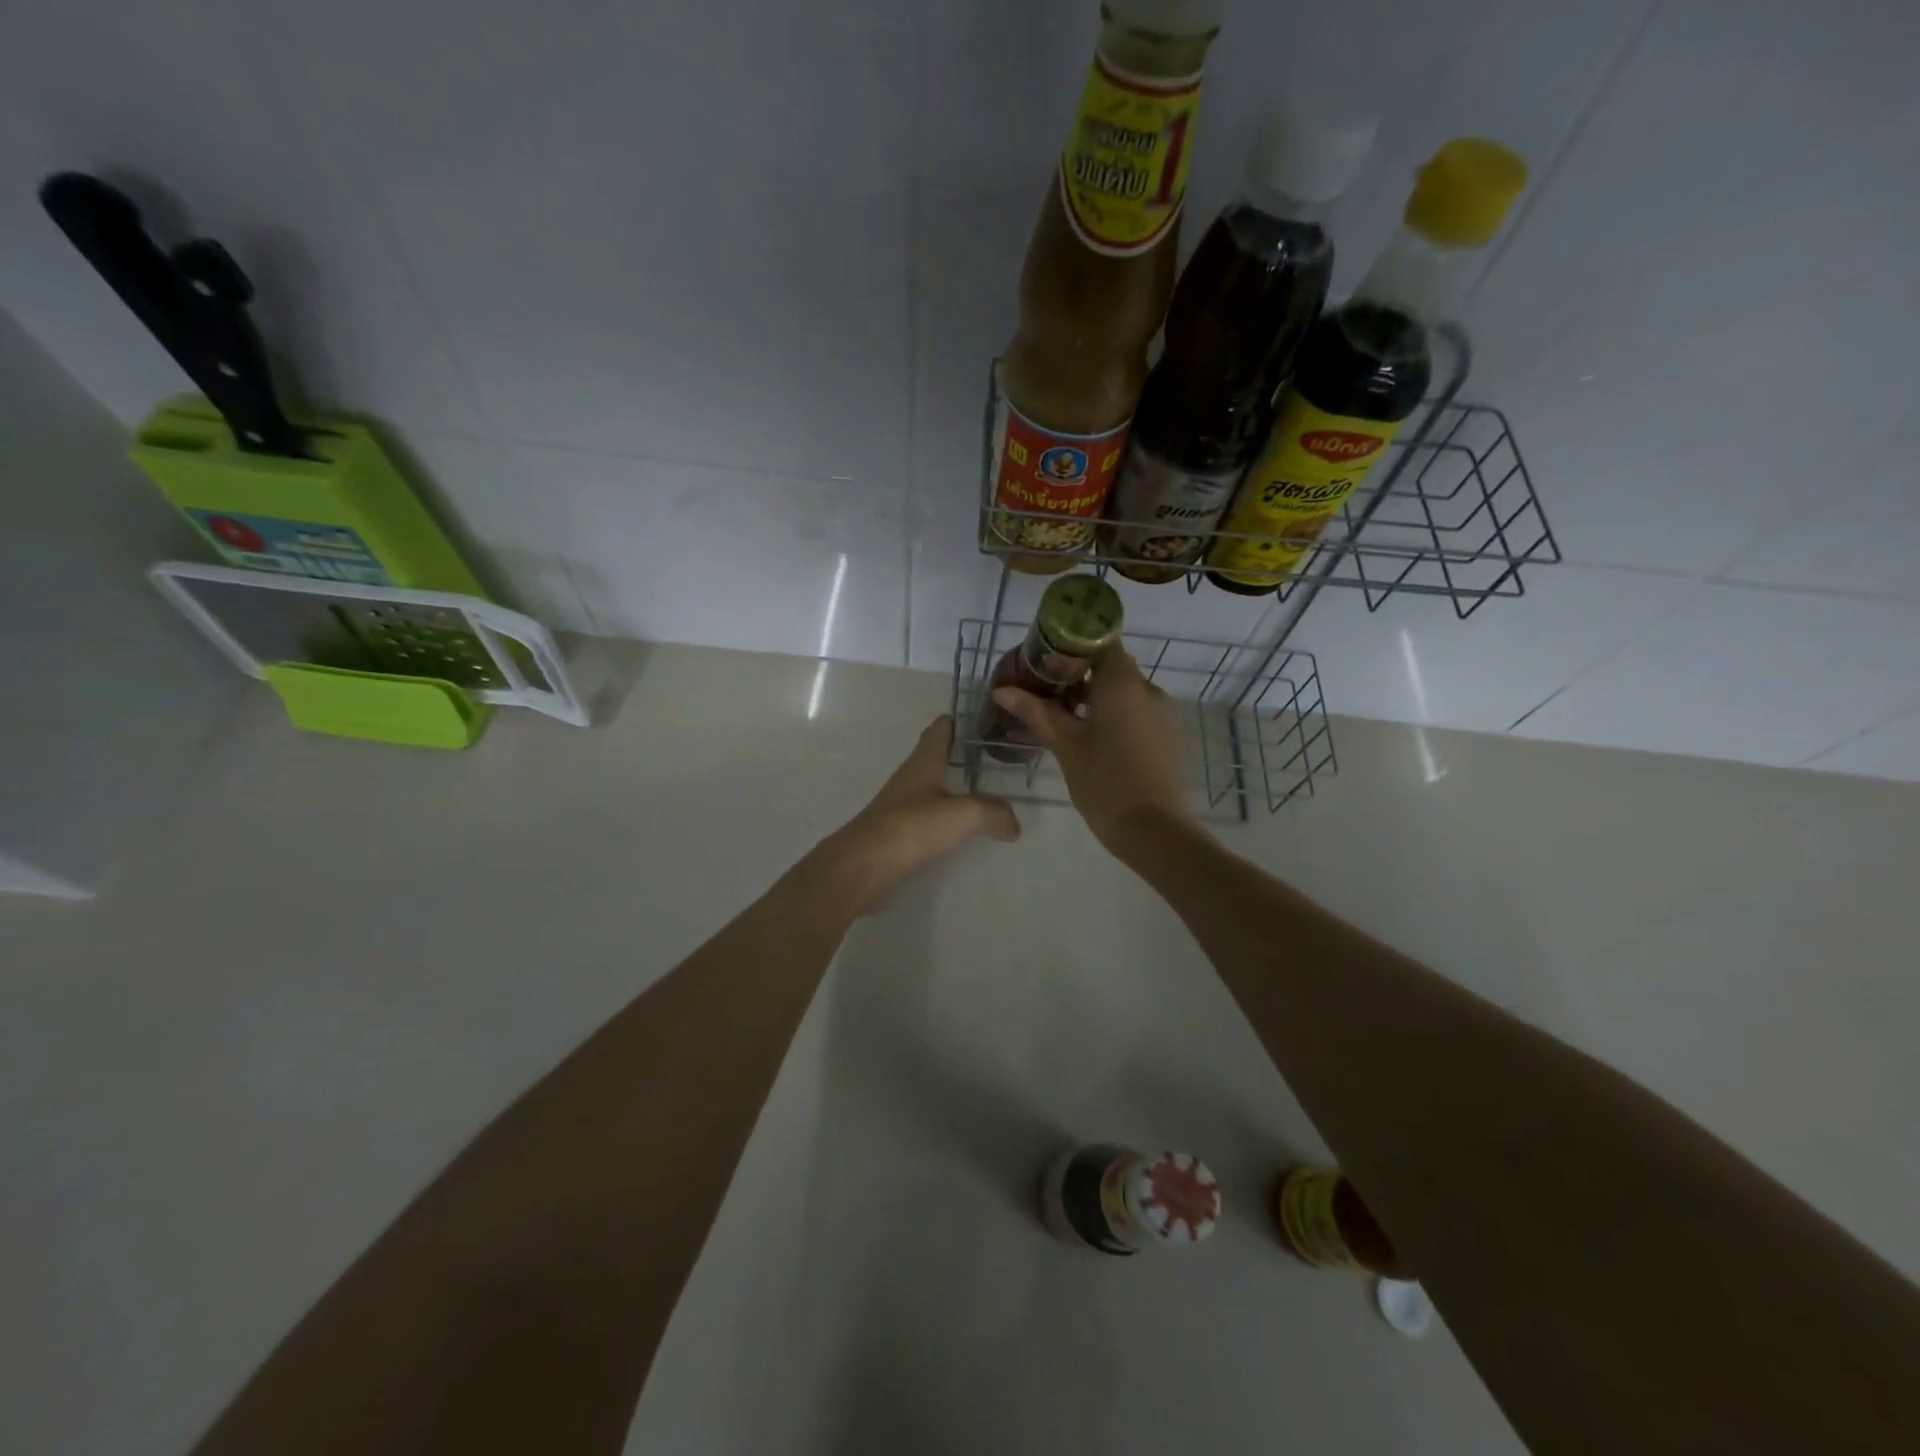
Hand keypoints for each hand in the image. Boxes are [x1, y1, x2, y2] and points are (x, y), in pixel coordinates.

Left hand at [814, 715, 1020, 914]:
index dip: (958, 721)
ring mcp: (901, 808)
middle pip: (936, 758)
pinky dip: (947, 819)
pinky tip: (963, 830)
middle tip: (994, 756)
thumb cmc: (911, 827)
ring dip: (954, 788)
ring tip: (986, 793)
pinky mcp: (898, 835)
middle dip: (961, 754)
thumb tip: (1013, 825)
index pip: (940, 730)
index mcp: (923, 763)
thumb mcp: (963, 814)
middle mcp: (911, 780)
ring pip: (932, 789)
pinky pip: (928, 819)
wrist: (863, 867)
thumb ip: (993, 813)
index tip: (982, 717)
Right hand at [990, 649, 1192, 851]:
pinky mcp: (1168, 737)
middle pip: (1110, 669)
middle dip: (1077, 678)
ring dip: (1094, 701)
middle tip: (1044, 696)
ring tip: (1062, 723)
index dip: (1071, 648)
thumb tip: (1001, 690)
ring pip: (1123, 694)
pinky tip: (1090, 742)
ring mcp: (1163, 714)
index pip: (1099, 642)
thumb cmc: (1104, 781)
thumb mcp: (1065, 745)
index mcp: (1124, 682)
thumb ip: (1035, 712)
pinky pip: (1137, 714)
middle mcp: (1149, 689)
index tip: (1045, 664)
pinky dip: (1113, 718)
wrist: (1154, 830)